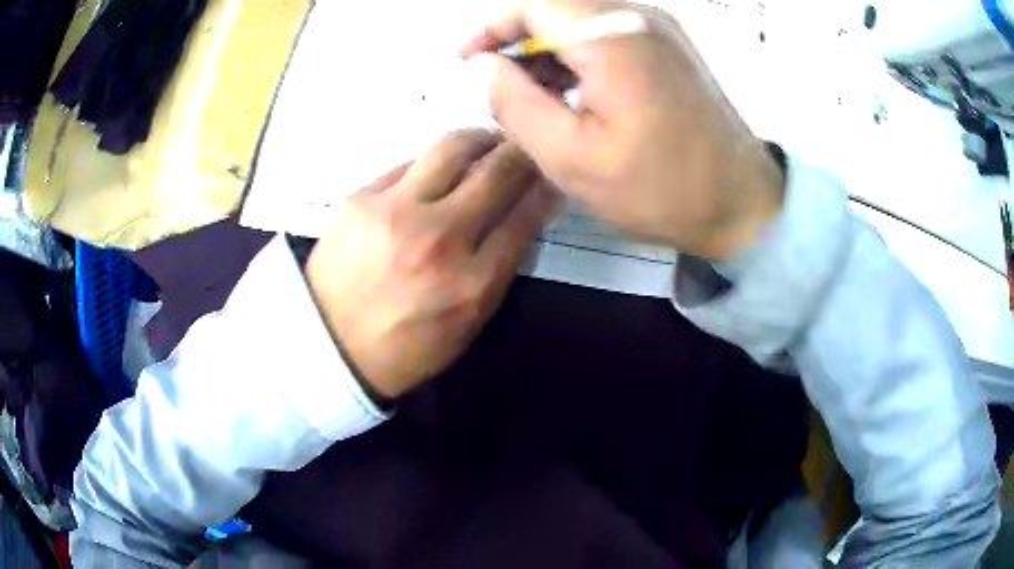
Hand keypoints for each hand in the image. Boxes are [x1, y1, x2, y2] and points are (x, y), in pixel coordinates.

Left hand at [307, 130, 553, 398]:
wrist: (328, 346)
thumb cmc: (404, 345)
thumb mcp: (467, 324)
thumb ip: (501, 270)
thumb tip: (525, 216)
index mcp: (472, 283)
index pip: (525, 215)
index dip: (544, 188)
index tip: (547, 176)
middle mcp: (440, 239)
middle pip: (498, 172)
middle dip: (521, 154)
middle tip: (523, 150)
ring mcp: (396, 212)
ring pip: (455, 148)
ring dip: (480, 139)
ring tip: (486, 143)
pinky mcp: (361, 198)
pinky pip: (410, 162)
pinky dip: (433, 162)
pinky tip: (436, 170)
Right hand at [461, 0, 783, 260]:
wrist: (743, 204)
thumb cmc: (661, 189)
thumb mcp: (571, 158)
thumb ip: (515, 104)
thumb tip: (485, 66)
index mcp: (612, 36)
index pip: (532, 4)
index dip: (490, 26)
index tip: (464, 58)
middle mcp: (639, 17)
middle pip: (557, 6)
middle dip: (516, 37)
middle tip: (494, 81)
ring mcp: (660, 29)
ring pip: (582, 19)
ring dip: (547, 47)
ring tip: (528, 94)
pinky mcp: (671, 47)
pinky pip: (610, 33)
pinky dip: (579, 54)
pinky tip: (569, 91)